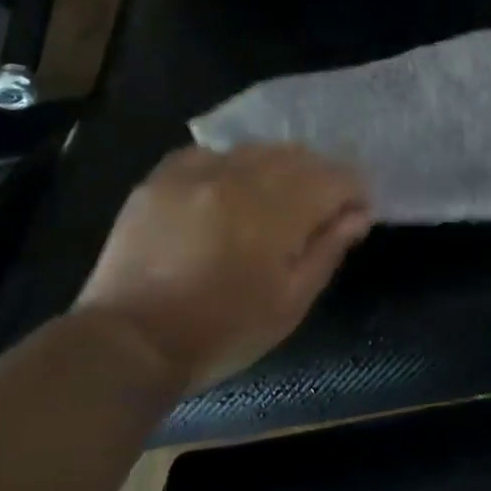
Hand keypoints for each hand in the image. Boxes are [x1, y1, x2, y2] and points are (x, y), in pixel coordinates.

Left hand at [77, 144, 372, 394]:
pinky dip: (230, 166)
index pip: (333, 178)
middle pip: (297, 156)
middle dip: (319, 177)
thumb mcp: (289, 303)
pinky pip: (210, 154)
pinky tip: (226, 192)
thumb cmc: (222, 332)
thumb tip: (358, 214)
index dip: (353, 191)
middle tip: (318, 210)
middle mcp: (238, 178)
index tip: (354, 212)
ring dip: (277, 169)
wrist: (132, 341)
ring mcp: (196, 173)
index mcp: (275, 212)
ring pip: (255, 149)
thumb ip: (328, 251)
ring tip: (273, 201)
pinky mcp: (161, 177)